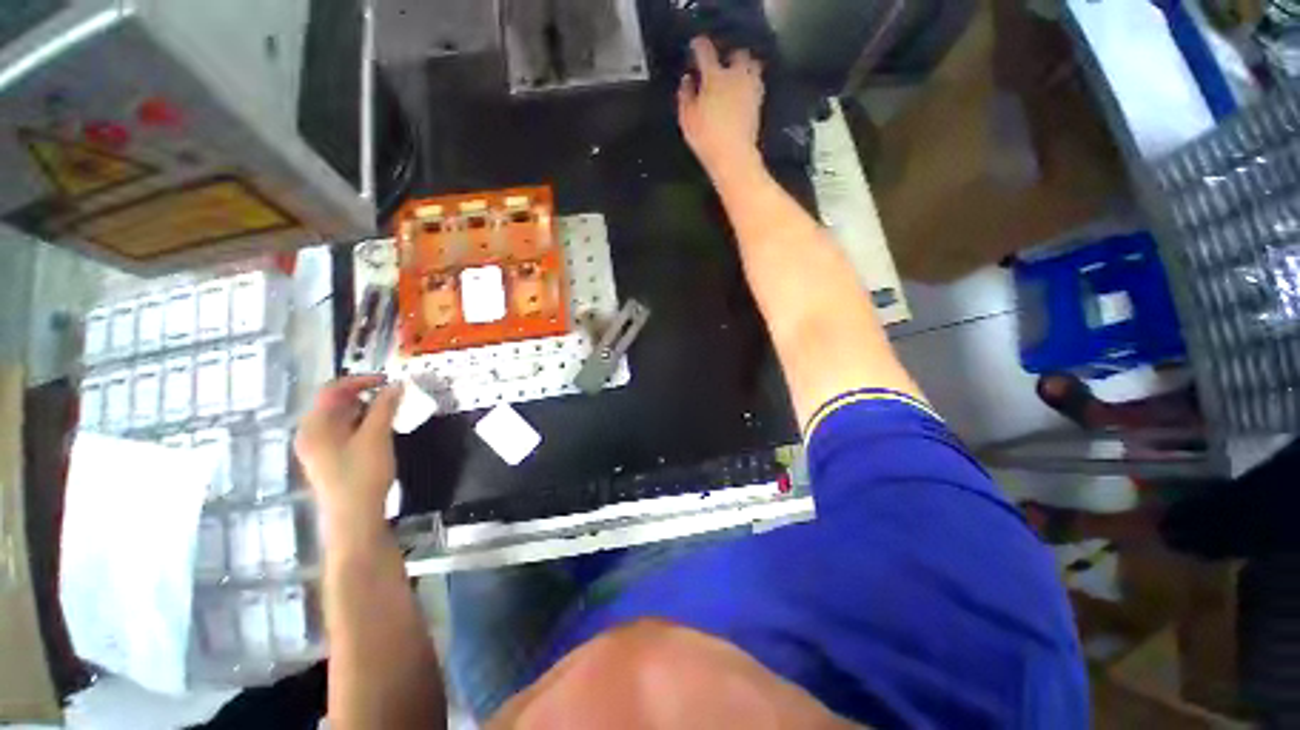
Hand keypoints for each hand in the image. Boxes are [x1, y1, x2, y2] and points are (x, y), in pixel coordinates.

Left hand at [294, 375, 401, 527]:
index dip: (361, 380)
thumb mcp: (377, 436)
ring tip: (390, 415)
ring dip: (366, 411)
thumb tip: (397, 384)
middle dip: (366, 396)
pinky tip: (379, 433)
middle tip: (393, 399)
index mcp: (314, 425)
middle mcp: (310, 433)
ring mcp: (317, 448)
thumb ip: (386, 407)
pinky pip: (343, 432)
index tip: (389, 380)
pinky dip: (362, 425)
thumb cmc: (363, 474)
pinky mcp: (328, 460)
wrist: (354, 518)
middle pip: (335, 403)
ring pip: (341, 419)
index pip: (333, 390)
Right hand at [677, 36, 765, 176]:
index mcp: (715, 77)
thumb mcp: (687, 119)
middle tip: (721, 64)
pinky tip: (744, 92)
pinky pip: (757, 84)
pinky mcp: (759, 103)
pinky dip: (751, 83)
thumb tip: (687, 80)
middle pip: (737, 54)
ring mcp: (751, 88)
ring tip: (736, 76)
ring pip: (752, 66)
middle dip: (730, 56)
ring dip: (744, 67)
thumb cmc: (706, 139)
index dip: (699, 46)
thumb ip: (685, 95)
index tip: (695, 46)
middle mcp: (736, 76)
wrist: (734, 157)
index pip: (706, 52)